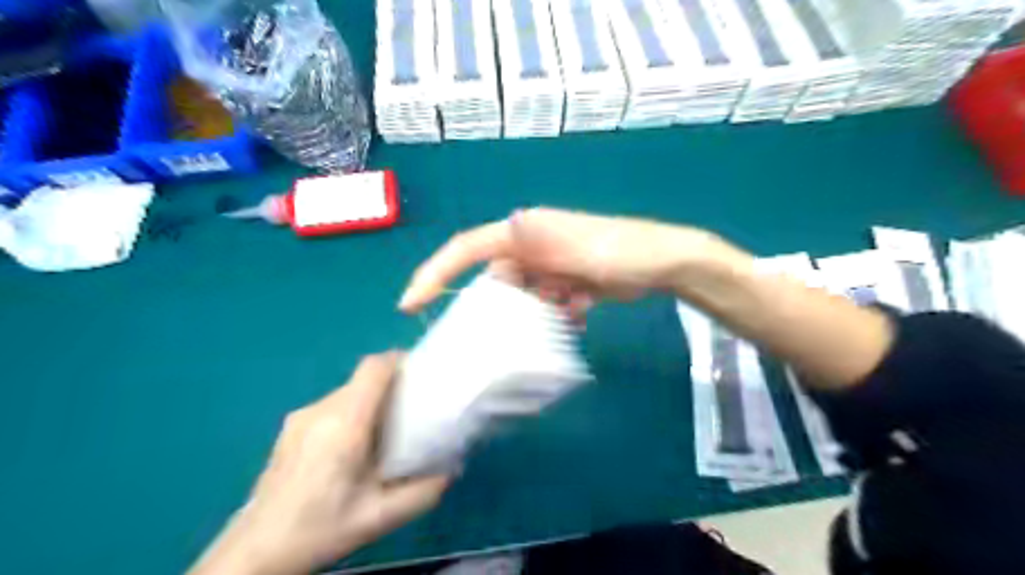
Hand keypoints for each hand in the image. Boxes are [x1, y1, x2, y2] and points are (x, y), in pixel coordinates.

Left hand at [190, 352, 450, 573]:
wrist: (254, 553)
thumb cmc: (320, 529)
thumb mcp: (380, 518)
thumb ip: (423, 492)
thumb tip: (453, 468)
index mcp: (344, 424)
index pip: (373, 368)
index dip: (399, 360)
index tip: (422, 372)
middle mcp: (320, 411)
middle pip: (362, 379)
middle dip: (391, 384)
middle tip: (413, 408)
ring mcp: (300, 418)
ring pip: (346, 391)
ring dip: (371, 399)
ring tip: (386, 430)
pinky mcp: (290, 428)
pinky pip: (331, 406)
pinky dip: (351, 411)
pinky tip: (353, 446)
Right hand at [396, 207, 732, 314]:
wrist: (663, 263)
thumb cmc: (623, 252)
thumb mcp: (582, 248)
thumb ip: (544, 242)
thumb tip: (508, 226)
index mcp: (525, 232)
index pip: (468, 248)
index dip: (436, 272)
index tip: (410, 304)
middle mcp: (530, 245)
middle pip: (494, 280)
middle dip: (501, 307)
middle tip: (515, 328)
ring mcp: (546, 264)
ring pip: (520, 296)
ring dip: (536, 312)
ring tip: (564, 310)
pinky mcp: (562, 279)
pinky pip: (543, 302)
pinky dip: (556, 312)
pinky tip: (580, 310)